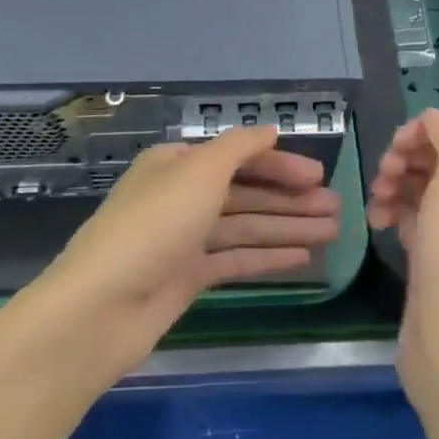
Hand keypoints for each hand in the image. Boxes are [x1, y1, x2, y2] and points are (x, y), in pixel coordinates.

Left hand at [38, 126, 340, 371]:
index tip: (320, 176)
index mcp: (177, 164)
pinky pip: (235, 259)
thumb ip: (239, 147)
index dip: (280, 164)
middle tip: (338, 209)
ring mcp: (184, 239)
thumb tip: (270, 130)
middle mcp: (181, 196)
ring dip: (288, 227)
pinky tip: (303, 258)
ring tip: (333, 232)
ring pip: (245, 226)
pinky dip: (268, 256)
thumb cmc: (154, 226)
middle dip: (291, 199)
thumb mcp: (199, 172)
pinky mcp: (187, 278)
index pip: (238, 157)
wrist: (101, 308)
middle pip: (246, 192)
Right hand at [367, 109, 438, 416]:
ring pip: (421, 187)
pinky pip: (414, 217)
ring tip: (375, 206)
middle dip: (404, 161)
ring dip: (394, 186)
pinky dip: (394, 212)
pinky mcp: (437, 257)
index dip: (420, 135)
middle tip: (380, 179)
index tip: (392, 152)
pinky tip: (380, 224)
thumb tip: (433, 118)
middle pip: (437, 159)